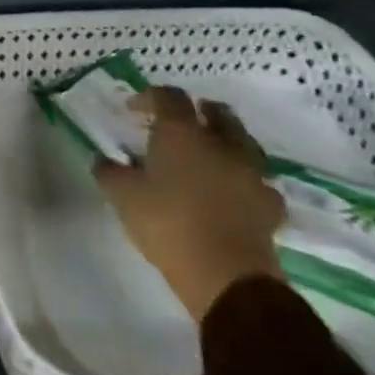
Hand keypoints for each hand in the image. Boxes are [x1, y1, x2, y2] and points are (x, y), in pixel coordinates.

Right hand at [94, 86, 285, 321]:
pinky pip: (259, 182)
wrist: (228, 278)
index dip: (149, 97)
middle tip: (182, 122)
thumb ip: (110, 172)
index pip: (168, 96)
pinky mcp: (270, 206)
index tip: (133, 109)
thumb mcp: (123, 196)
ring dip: (227, 142)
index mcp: (182, 132)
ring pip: (243, 143)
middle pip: (217, 112)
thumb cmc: (168, 224)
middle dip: (199, 111)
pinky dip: (246, 180)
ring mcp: (252, 173)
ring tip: (210, 155)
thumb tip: (104, 161)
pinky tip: (234, 192)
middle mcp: (220, 143)